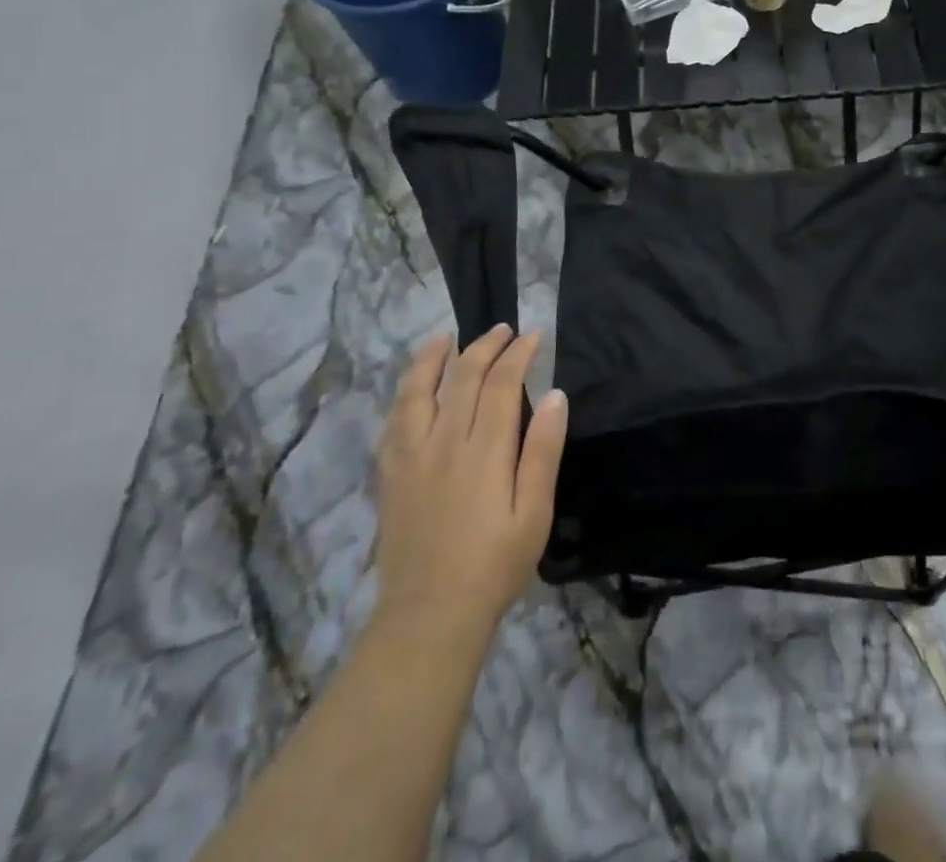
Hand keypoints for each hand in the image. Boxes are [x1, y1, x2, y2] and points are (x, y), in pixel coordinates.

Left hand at [373, 326, 567, 639]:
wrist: (429, 616)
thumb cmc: (494, 565)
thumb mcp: (534, 513)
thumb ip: (543, 451)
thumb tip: (555, 396)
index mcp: (484, 451)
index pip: (501, 384)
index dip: (518, 354)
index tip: (533, 336)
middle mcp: (443, 443)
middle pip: (462, 379)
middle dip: (485, 347)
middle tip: (504, 330)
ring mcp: (411, 458)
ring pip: (418, 392)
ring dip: (434, 359)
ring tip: (446, 337)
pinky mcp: (390, 476)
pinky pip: (394, 421)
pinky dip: (405, 394)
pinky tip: (413, 387)